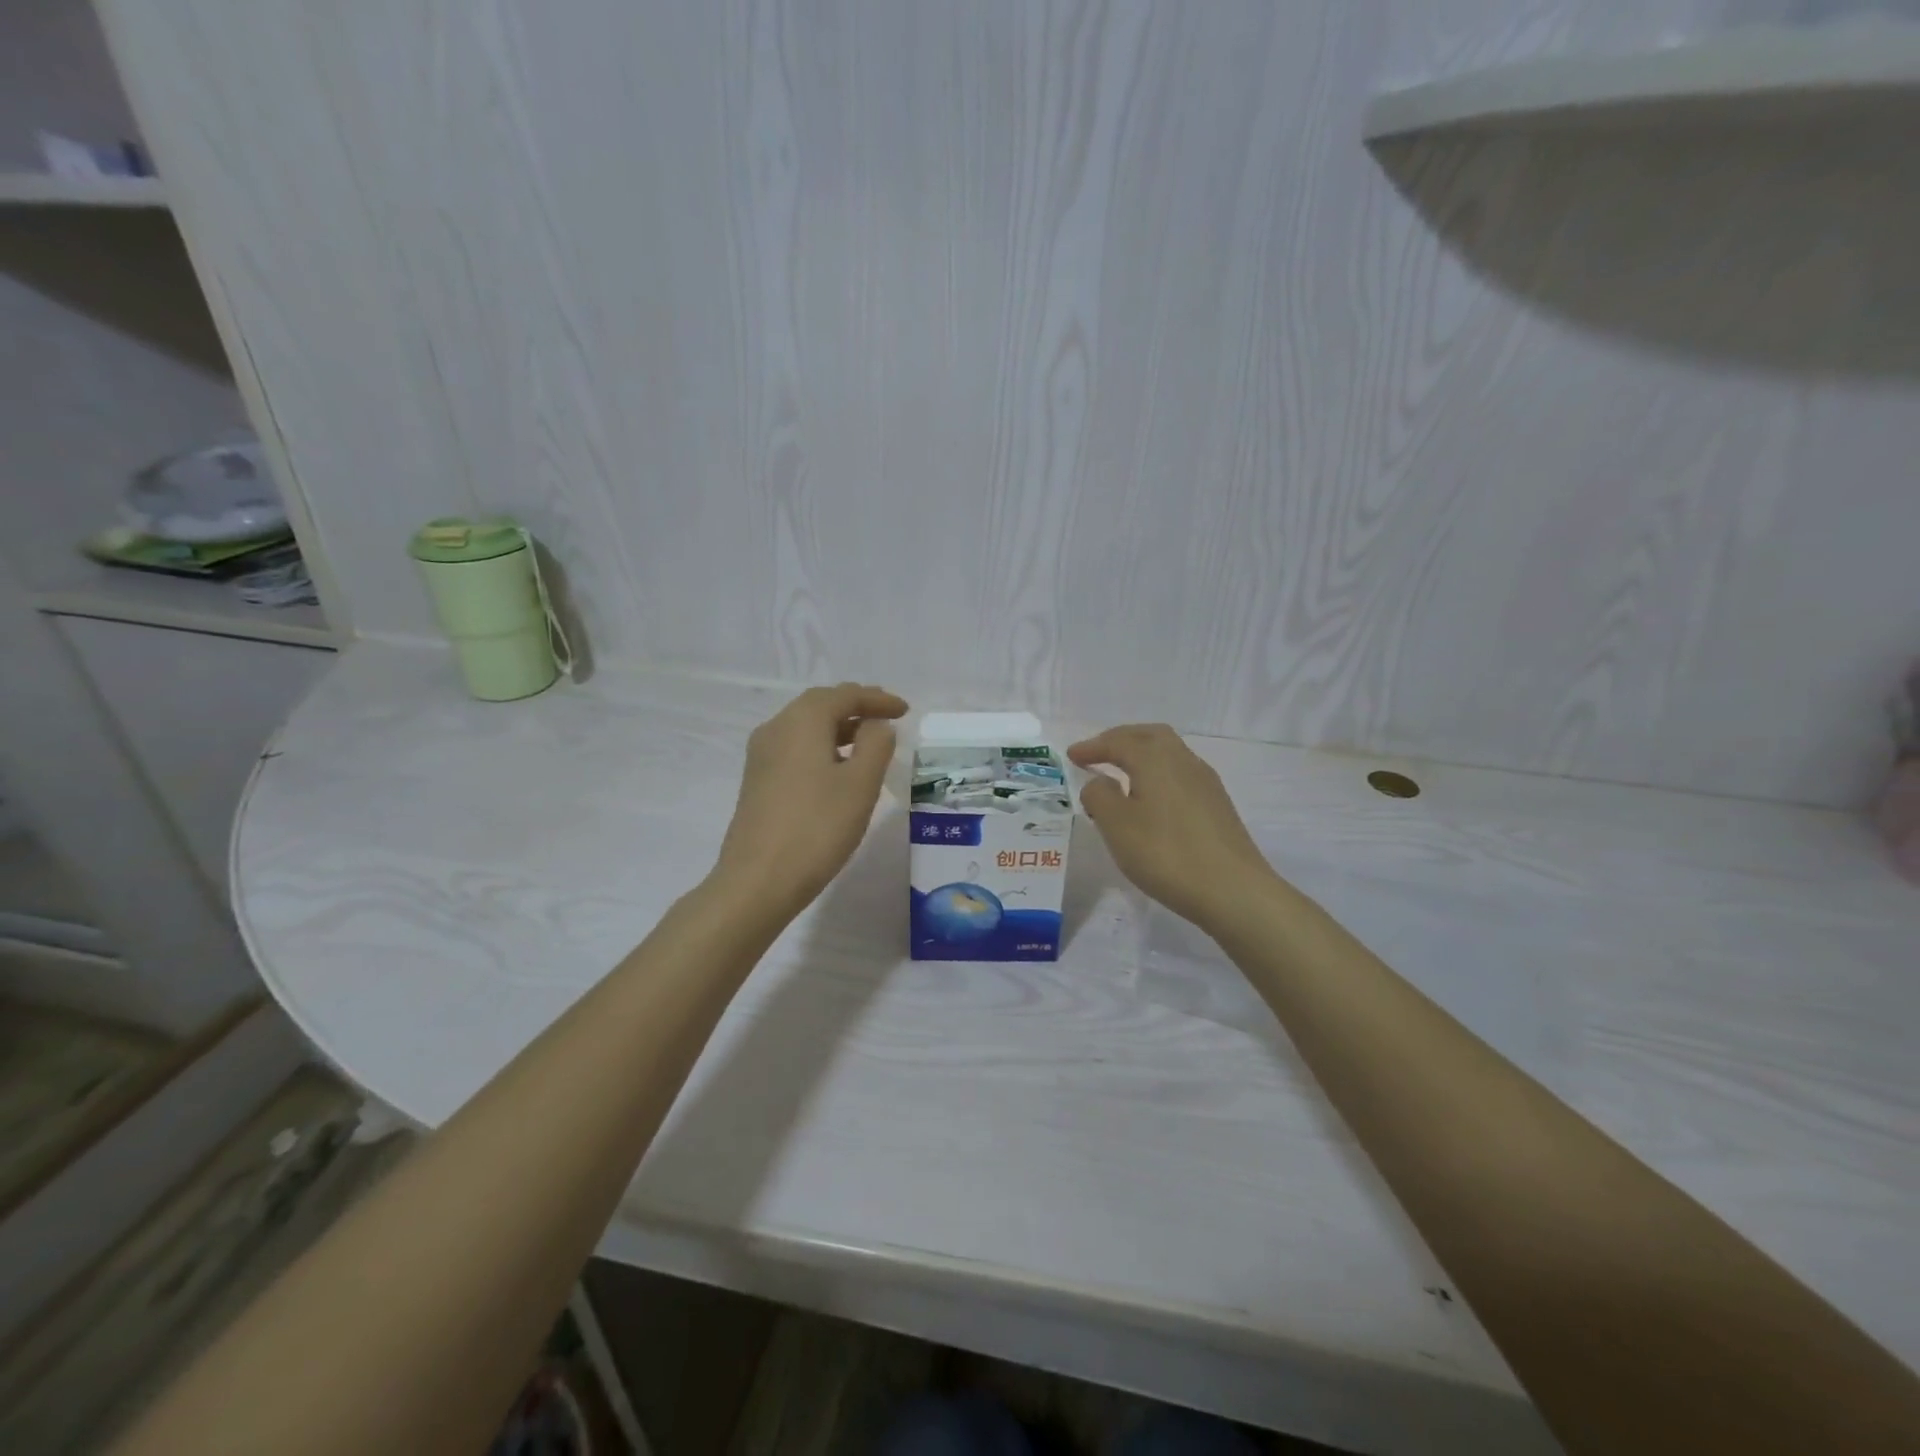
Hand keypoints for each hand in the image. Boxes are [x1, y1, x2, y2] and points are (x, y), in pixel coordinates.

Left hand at [714, 683, 908, 918]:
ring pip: (806, 727)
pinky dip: (822, 747)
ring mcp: (762, 756)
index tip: (904, 710)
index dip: (877, 699)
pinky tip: (838, 769)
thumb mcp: (860, 784)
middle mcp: (776, 729)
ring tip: (869, 741)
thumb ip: (876, 745)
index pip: (845, 695)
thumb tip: (876, 725)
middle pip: (820, 705)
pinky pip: (796, 748)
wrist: (758, 881)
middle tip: (887, 716)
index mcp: (801, 721)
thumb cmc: (817, 828)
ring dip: (839, 727)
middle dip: (856, 707)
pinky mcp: (758, 781)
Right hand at [1068, 724, 1275, 928]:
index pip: (1118, 742)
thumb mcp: (1116, 825)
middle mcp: (1183, 761)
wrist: (1232, 889)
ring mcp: (1205, 782)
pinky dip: (1158, 774)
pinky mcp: (1217, 804)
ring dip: (1142, 755)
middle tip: (1099, 753)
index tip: (1072, 755)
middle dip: (1121, 739)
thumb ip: (1099, 796)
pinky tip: (1151, 798)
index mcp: (1155, 759)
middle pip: (1149, 736)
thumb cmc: (1166, 853)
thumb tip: (1100, 782)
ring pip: (1169, 753)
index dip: (1092, 747)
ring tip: (1121, 774)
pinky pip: (1180, 774)